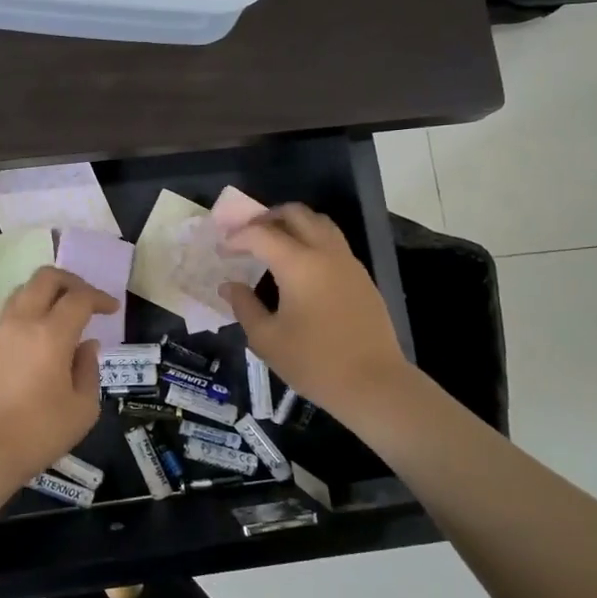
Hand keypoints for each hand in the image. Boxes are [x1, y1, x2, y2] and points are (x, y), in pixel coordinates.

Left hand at [0, 266, 115, 488]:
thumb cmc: (39, 432)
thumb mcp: (82, 408)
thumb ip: (89, 370)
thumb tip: (86, 345)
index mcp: (50, 334)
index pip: (79, 298)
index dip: (99, 298)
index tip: (112, 309)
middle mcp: (22, 322)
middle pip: (45, 278)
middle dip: (71, 281)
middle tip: (87, 298)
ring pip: (23, 291)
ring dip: (46, 293)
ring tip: (62, 313)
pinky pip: (10, 313)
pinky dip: (29, 311)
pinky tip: (40, 336)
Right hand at [221, 204, 415, 430]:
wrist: (374, 384)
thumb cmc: (314, 362)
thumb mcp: (267, 339)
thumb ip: (244, 306)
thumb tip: (229, 285)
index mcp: (299, 264)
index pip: (261, 234)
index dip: (236, 237)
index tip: (221, 249)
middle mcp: (325, 252)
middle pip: (295, 213)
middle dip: (266, 218)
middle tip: (247, 236)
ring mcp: (348, 262)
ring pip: (319, 222)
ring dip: (293, 224)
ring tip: (273, 243)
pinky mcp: (362, 276)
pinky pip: (333, 242)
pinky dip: (311, 239)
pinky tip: (299, 266)